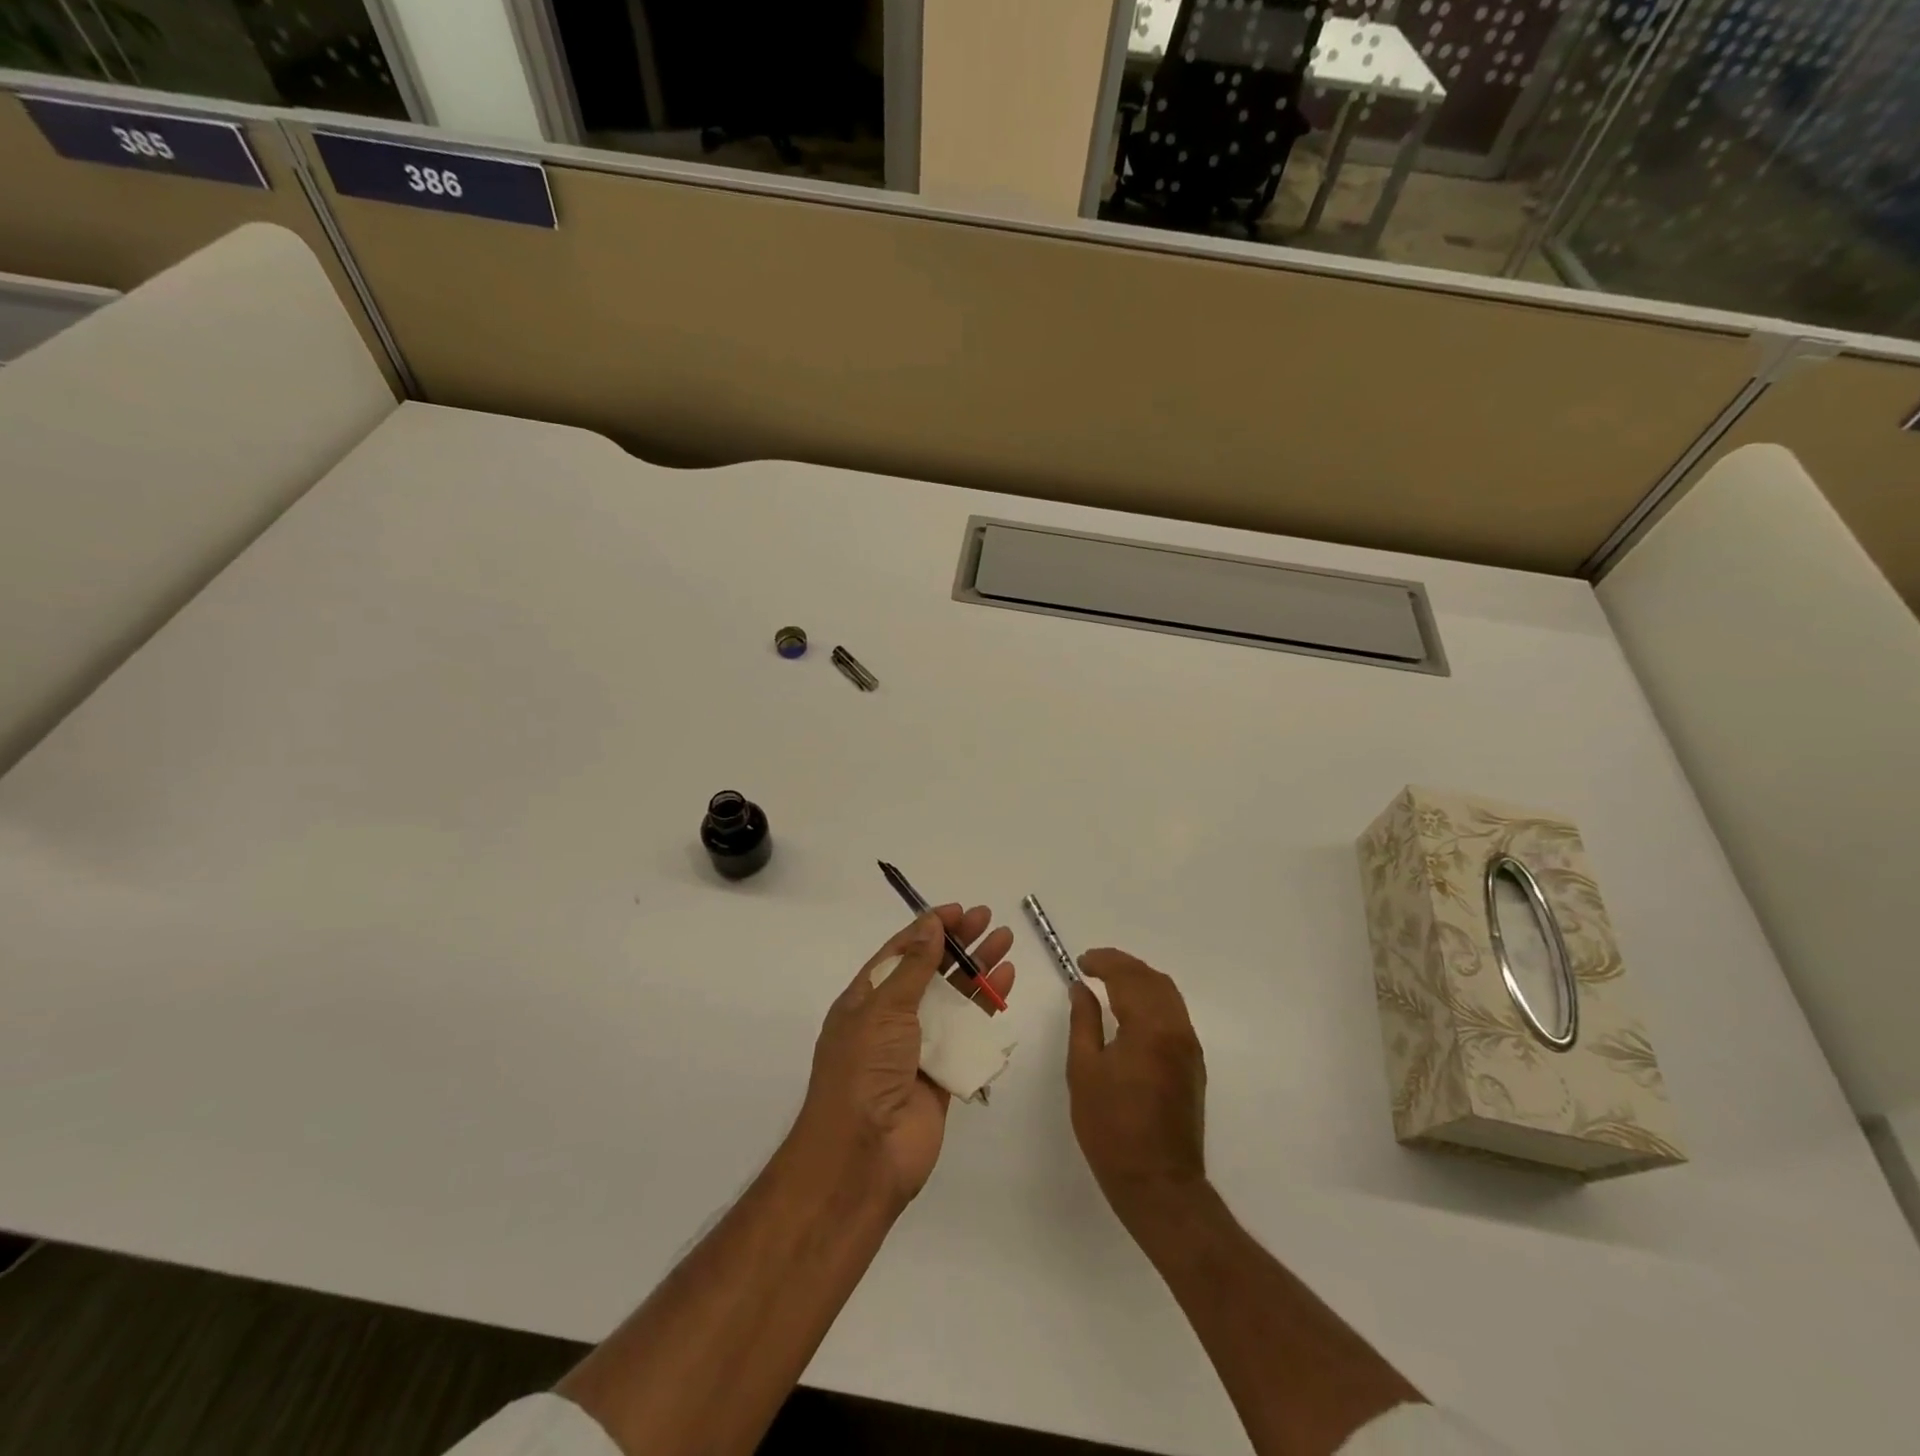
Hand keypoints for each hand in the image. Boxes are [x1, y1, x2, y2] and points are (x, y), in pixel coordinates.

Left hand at [797, 905, 1015, 1207]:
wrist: (863, 1155)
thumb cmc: (864, 1071)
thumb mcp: (883, 1009)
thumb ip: (913, 967)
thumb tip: (930, 923)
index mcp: (866, 999)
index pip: (901, 952)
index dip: (929, 928)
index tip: (960, 911)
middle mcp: (891, 1019)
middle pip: (931, 971)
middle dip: (960, 944)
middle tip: (990, 921)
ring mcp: (918, 1047)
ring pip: (953, 1000)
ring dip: (978, 972)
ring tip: (1006, 944)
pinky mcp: (943, 1074)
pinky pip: (967, 1036)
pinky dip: (985, 1012)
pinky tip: (1005, 988)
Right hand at [1067, 949, 1207, 1220]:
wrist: (1159, 1183)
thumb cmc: (1112, 1128)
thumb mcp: (1084, 1071)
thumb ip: (1083, 1022)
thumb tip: (1080, 989)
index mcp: (1150, 1027)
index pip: (1128, 976)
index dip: (1104, 962)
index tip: (1081, 962)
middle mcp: (1177, 1029)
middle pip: (1153, 979)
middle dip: (1123, 965)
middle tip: (1093, 966)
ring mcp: (1189, 1047)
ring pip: (1168, 994)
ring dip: (1139, 980)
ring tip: (1110, 982)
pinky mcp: (1193, 1064)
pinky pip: (1174, 1013)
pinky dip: (1152, 999)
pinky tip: (1131, 1010)